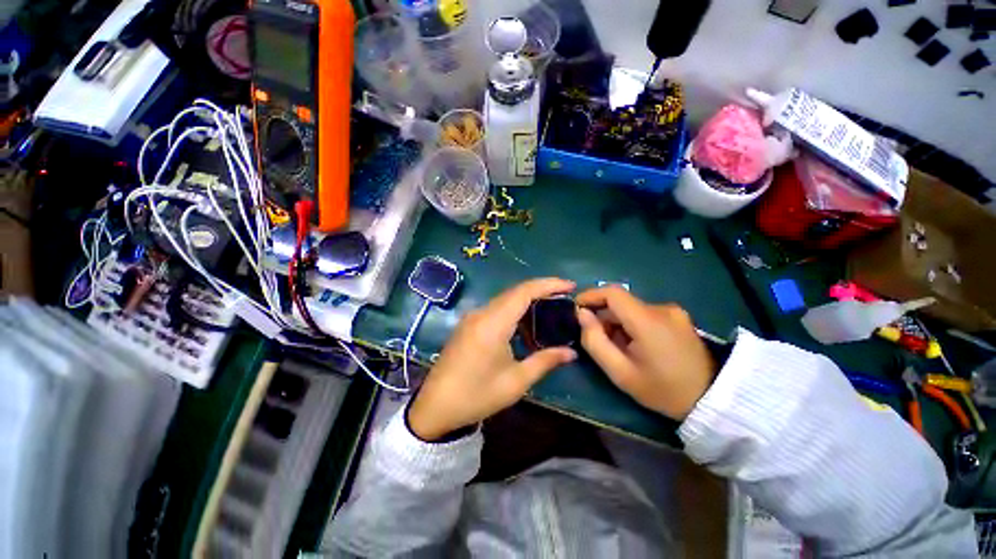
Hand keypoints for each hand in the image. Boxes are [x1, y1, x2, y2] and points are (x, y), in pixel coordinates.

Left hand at [408, 278, 577, 440]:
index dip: (548, 285)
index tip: (570, 286)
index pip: (524, 292)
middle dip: (541, 290)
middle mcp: (481, 313)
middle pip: (515, 292)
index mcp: (493, 324)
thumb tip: (571, 352)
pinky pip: (496, 309)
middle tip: (564, 297)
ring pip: (505, 299)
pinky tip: (525, 323)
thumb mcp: (515, 382)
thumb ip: (544, 361)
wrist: (435, 407)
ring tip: (550, 308)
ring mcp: (473, 317)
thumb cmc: (477, 395)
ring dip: (527, 300)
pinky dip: (514, 310)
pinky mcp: (469, 324)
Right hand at [576, 286, 715, 419]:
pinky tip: (635, 345)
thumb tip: (582, 315)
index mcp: (647, 320)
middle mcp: (661, 308)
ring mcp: (673, 312)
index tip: (576, 309)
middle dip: (603, 316)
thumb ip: (595, 341)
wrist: (712, 399)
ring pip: (632, 309)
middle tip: (596, 339)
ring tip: (617, 348)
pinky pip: (645, 314)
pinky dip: (632, 324)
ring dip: (617, 322)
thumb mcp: (620, 373)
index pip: (612, 292)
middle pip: (621, 303)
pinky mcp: (678, 317)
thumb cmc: (662, 390)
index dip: (590, 296)